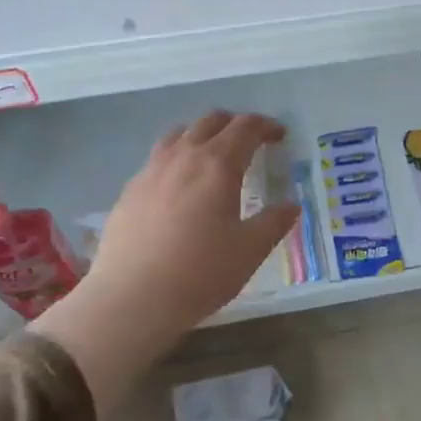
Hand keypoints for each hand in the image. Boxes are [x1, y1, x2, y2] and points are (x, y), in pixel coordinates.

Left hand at [31, 112, 297, 417]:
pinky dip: (175, 158)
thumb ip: (274, 223)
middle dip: (234, 124)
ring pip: (178, 134)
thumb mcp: (250, 250)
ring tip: (211, 155)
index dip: (266, 126)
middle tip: (250, 141)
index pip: (246, 128)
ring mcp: (151, 171)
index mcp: (218, 165)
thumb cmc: (201, 272)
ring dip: (201, 135)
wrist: (132, 298)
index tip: (279, 135)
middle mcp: (184, 157)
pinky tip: (178, 186)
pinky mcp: (129, 191)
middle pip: (210, 122)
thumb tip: (291, 206)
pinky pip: (157, 159)